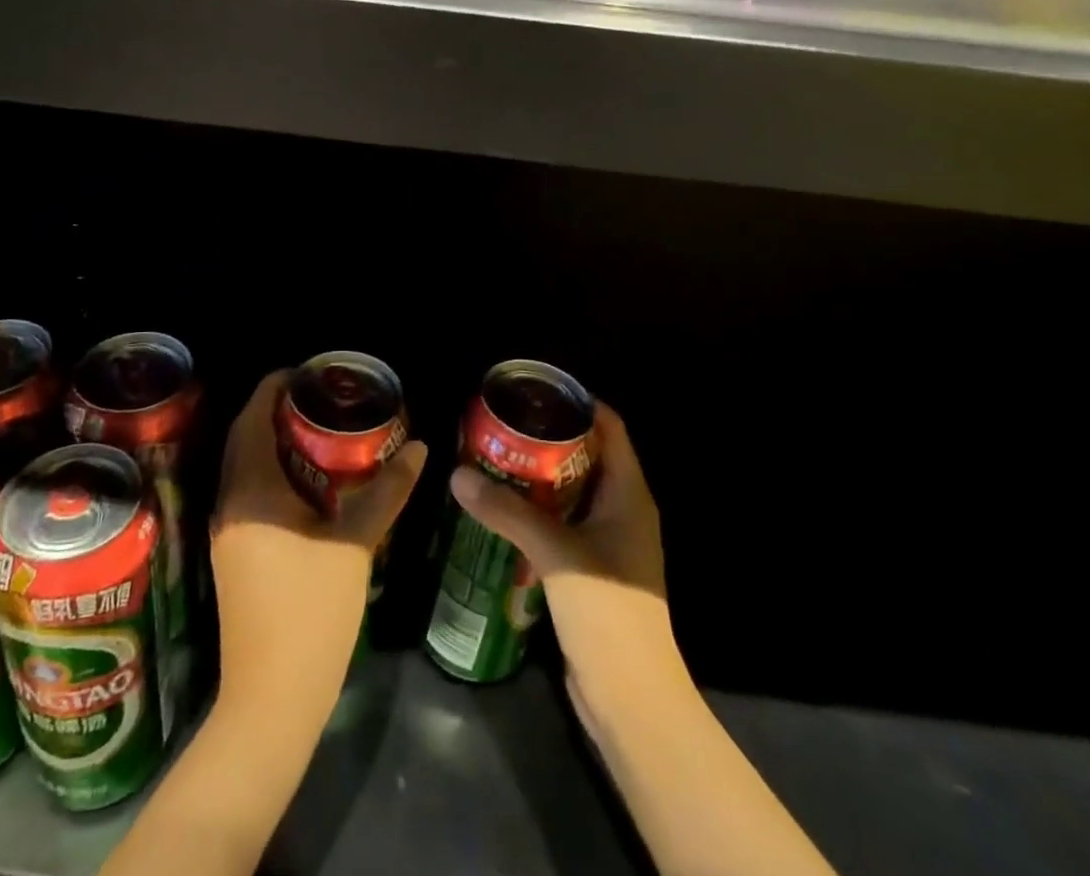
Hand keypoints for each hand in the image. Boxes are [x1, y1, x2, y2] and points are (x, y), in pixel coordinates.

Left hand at [212, 371, 426, 708]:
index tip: (306, 372)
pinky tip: (308, 480)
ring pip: (245, 466)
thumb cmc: (311, 613)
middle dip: (274, 410)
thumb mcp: (355, 544)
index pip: (252, 418)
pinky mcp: (234, 553)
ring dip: (273, 441)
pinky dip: (273, 471)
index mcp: (251, 490)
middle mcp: (230, 502)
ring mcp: (227, 531)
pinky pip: (249, 492)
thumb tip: (420, 448)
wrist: (271, 699)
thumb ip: (386, 491)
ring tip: (317, 428)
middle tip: (318, 396)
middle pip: (244, 438)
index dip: (274, 387)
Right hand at [449, 402, 676, 714]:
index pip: (610, 429)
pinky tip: (501, 511)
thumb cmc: (607, 613)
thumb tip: (458, 474)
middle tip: (504, 424)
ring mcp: (609, 544)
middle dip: (548, 438)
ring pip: (572, 493)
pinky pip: (563, 525)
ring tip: (495, 458)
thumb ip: (506, 511)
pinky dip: (537, 512)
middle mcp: (623, 511)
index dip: (579, 404)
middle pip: (588, 457)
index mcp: (629, 495)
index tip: (536, 390)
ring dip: (539, 477)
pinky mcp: (592, 572)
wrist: (632, 700)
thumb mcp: (554, 552)